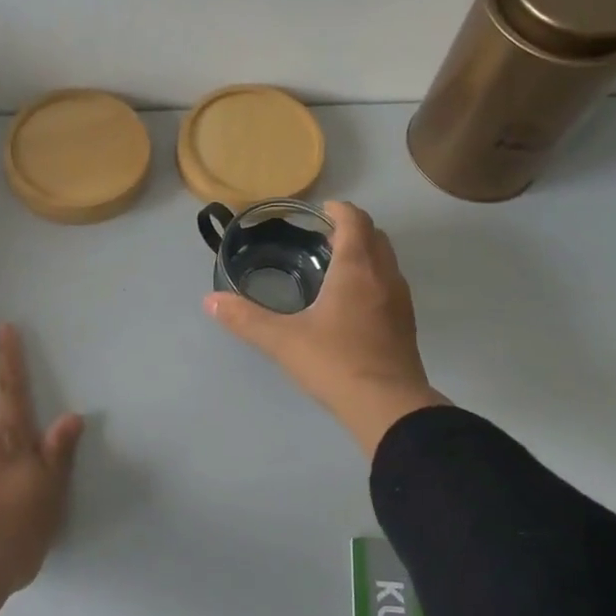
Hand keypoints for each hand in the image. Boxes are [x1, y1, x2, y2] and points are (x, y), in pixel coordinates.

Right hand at [205, 200, 449, 455]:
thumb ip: (245, 319)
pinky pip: (390, 285)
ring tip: (334, 268)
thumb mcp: (282, 341)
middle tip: (322, 239)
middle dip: (351, 230)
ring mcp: (400, 301)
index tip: (319, 211)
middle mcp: (384, 276)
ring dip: (365, 254)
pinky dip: (373, 279)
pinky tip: (351, 304)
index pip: (354, 220)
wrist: (388, 406)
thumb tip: (210, 301)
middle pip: (375, 236)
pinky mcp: (405, 324)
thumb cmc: (335, 362)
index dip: (338, 210)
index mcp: (356, 269)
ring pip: (386, 261)